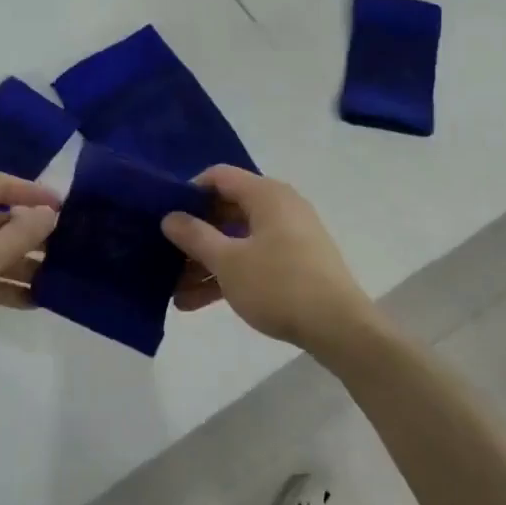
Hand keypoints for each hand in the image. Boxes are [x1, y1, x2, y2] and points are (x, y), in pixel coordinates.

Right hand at [161, 166, 384, 355]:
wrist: (339, 327)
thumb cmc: (279, 285)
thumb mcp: (228, 262)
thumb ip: (195, 236)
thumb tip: (170, 217)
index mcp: (266, 195)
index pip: (219, 176)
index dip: (189, 192)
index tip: (166, 216)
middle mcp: (280, 207)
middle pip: (226, 209)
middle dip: (194, 234)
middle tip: (165, 255)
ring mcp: (290, 236)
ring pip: (238, 239)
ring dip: (207, 261)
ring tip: (175, 290)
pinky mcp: (295, 263)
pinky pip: (253, 259)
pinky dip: (228, 274)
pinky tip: (196, 302)